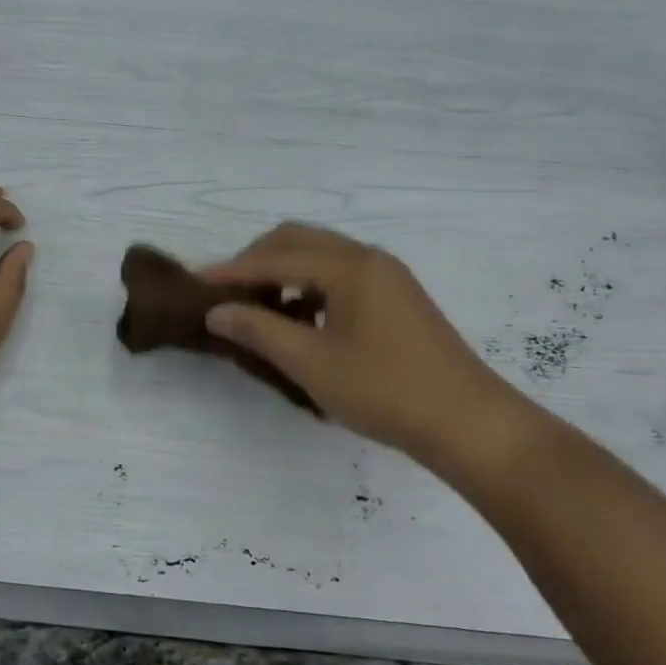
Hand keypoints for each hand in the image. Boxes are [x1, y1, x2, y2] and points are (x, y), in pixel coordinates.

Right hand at [201, 223, 538, 475]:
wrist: (468, 423)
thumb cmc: (384, 390)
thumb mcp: (311, 362)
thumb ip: (259, 330)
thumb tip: (217, 311)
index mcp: (348, 266)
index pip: (276, 257)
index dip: (233, 271)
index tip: (197, 284)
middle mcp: (368, 258)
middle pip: (299, 241)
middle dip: (257, 260)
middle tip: (227, 292)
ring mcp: (388, 276)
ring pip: (321, 257)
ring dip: (284, 272)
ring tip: (259, 307)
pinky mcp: (398, 298)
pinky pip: (341, 275)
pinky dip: (310, 287)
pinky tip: (300, 320)